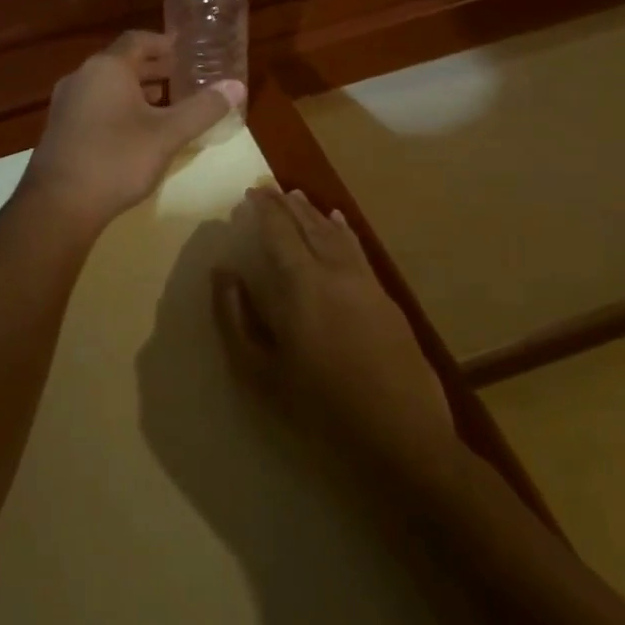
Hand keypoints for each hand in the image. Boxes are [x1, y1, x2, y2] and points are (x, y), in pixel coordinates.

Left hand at [19, 31, 244, 233]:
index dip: (165, 44)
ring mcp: (66, 103)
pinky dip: (118, 107)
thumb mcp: (167, 134)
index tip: (187, 52)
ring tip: (164, 103)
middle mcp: (82, 76)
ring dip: (135, 90)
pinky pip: (94, 105)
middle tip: (183, 78)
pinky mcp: (60, 128)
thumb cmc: (117, 159)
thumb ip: (202, 108)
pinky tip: (135, 131)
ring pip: (107, 86)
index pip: (138, 40)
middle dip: (153, 69)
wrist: (59, 203)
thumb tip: (237, 85)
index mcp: (107, 68)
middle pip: (121, 62)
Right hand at [216, 185, 457, 486]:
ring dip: (315, 213)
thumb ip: (235, 317)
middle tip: (271, 188)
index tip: (252, 191)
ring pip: (337, 234)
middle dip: (289, 204)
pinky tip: (341, 226)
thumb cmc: (319, 407)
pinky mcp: (387, 300)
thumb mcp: (259, 370)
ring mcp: (366, 283)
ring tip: (300, 198)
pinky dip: (344, 231)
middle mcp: (336, 271)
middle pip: (310, 225)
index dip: (265, 208)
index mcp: (301, 283)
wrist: (401, 437)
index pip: (280, 230)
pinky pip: (359, 250)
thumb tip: (223, 273)